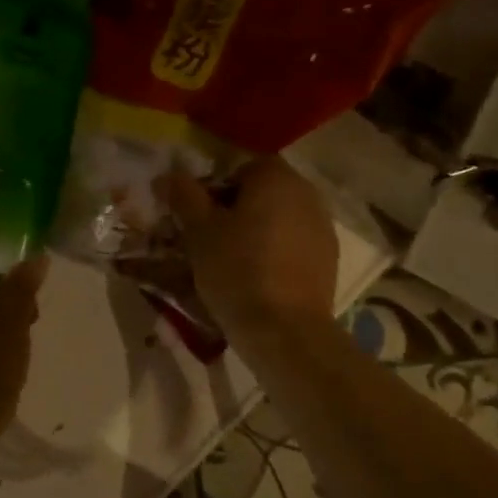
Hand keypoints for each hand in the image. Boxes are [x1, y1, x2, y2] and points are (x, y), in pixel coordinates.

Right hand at [157, 156, 337, 338]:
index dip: (216, 187)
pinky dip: (277, 252)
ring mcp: (323, 227)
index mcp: (276, 178)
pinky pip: (295, 244)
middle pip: (264, 191)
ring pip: (280, 218)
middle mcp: (307, 194)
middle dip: (237, 209)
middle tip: (211, 238)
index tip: (200, 215)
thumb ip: (184, 196)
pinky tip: (259, 278)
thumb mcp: (199, 231)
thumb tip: (169, 175)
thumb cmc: (236, 270)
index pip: (242, 167)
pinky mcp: (329, 259)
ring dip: (258, 230)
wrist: (284, 330)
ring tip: (234, 261)